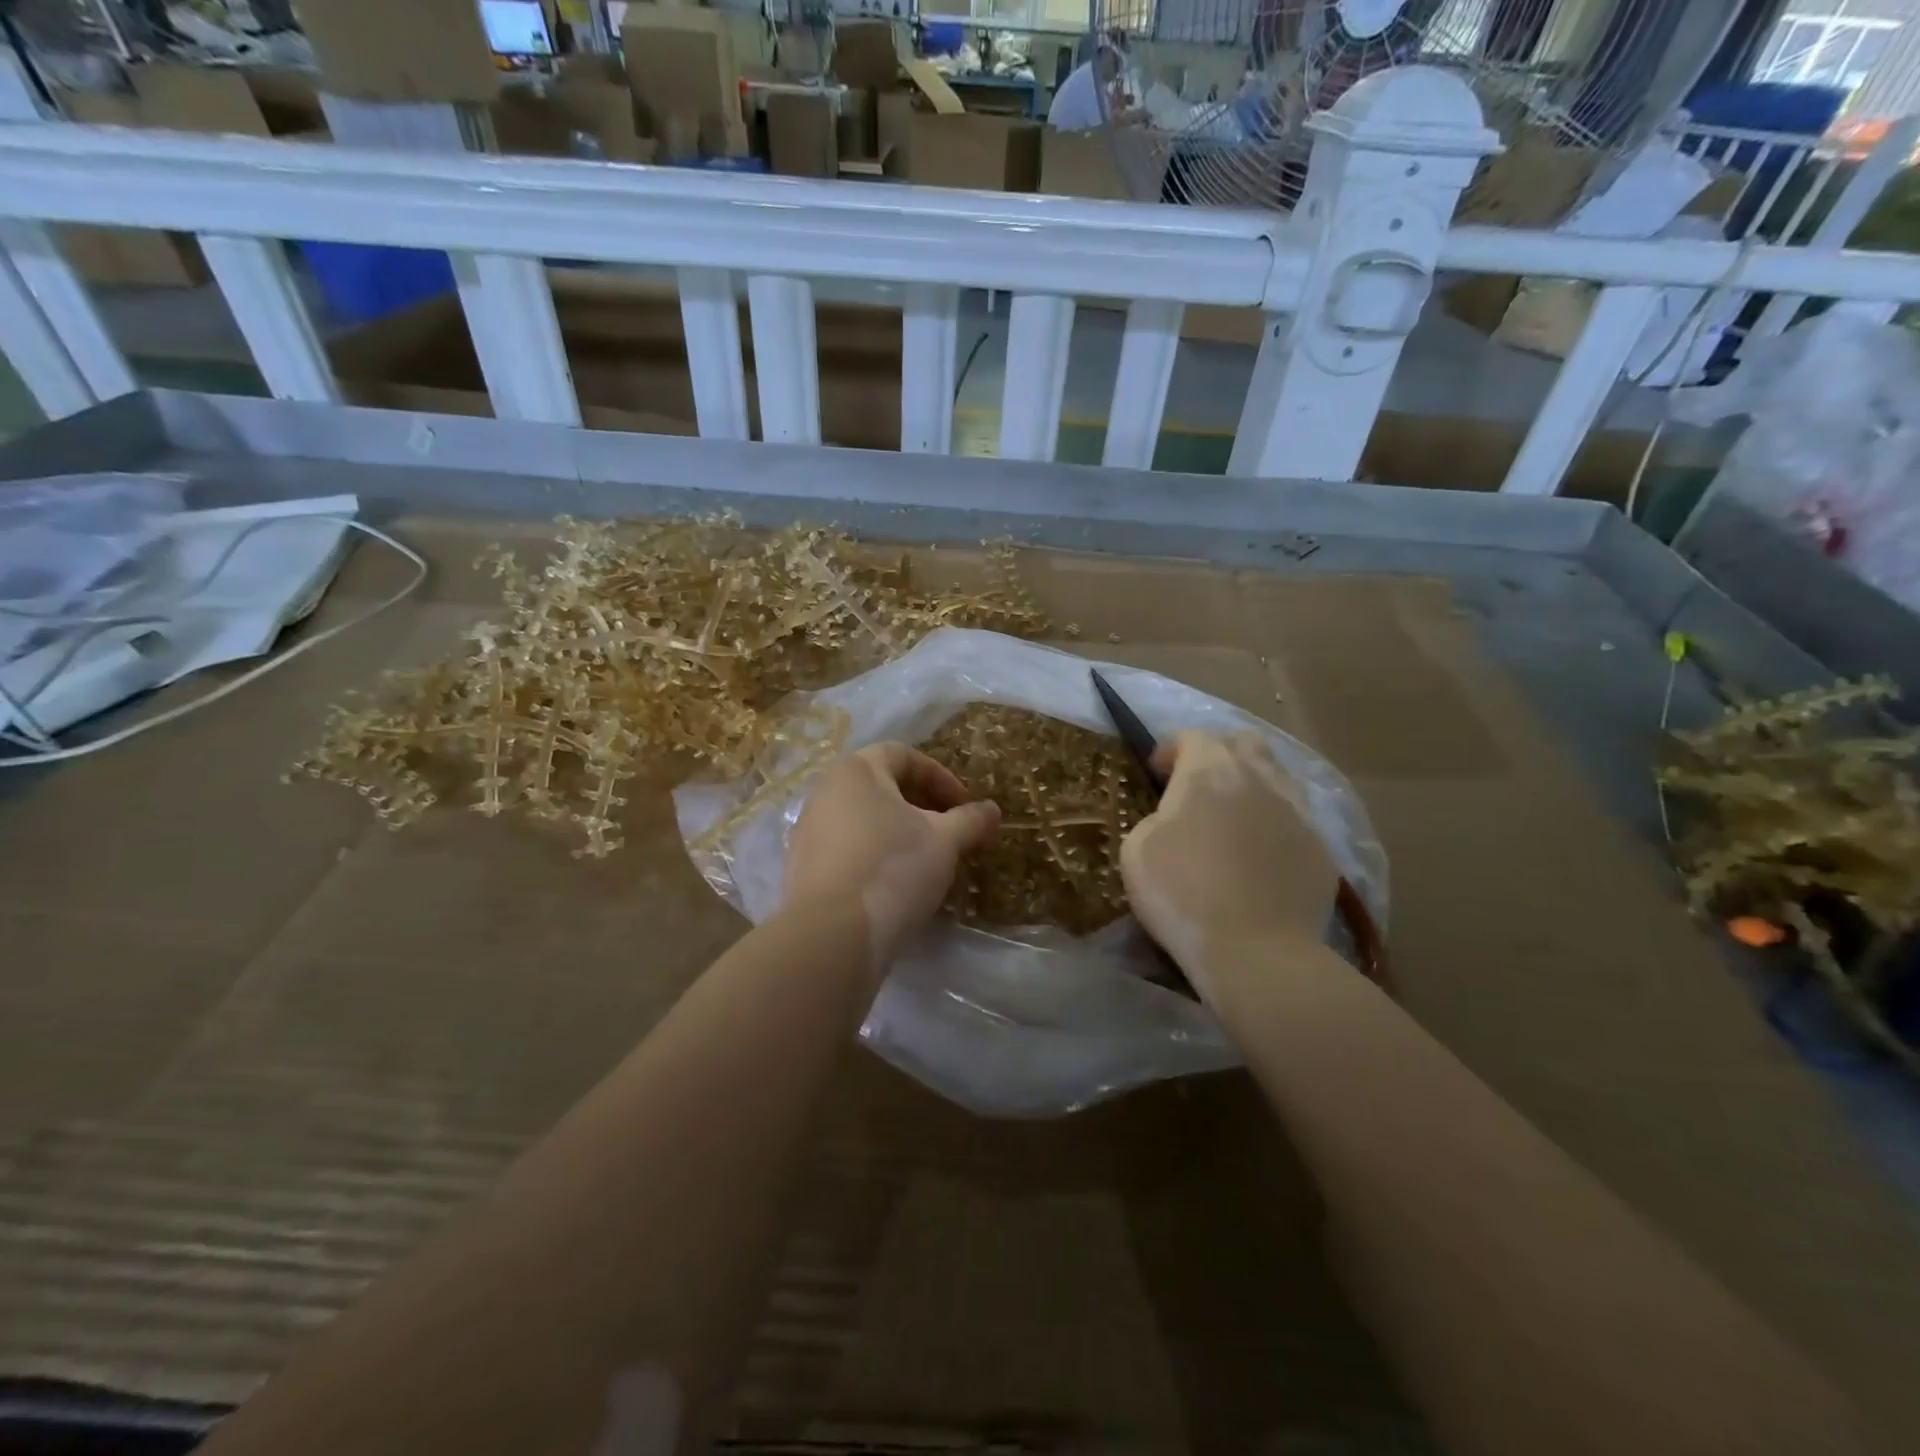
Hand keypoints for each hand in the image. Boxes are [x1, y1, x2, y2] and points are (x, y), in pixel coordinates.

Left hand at [782, 742, 1000, 971]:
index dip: (939, 776)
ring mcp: (809, 831)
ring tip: (925, 862)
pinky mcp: (802, 868)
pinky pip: (847, 850)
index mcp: (856, 771)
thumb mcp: (944, 841)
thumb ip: (970, 820)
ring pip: (863, 820)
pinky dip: (875, 857)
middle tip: (948, 832)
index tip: (962, 805)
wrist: (832, 933)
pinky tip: (895, 886)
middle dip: (920, 805)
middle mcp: (825, 792)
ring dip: (898, 833)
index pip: (902, 755)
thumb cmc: (893, 867)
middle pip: (881, 786)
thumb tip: (992, 810)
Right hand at [1119, 731, 1338, 998]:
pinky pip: (1295, 817)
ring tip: (1233, 817)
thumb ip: (1156, 817)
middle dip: (1219, 754)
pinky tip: (1260, 854)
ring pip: (1276, 776)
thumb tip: (1174, 817)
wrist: (1256, 951)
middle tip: (1198, 786)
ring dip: (1251, 784)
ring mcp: (1297, 810)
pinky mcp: (1321, 846)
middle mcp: (1259, 777)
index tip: (1156, 775)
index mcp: (1210, 770)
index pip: (1193, 736)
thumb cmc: (1183, 893)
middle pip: (1244, 742)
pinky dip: (1274, 823)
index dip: (1171, 749)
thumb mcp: (1137, 848)